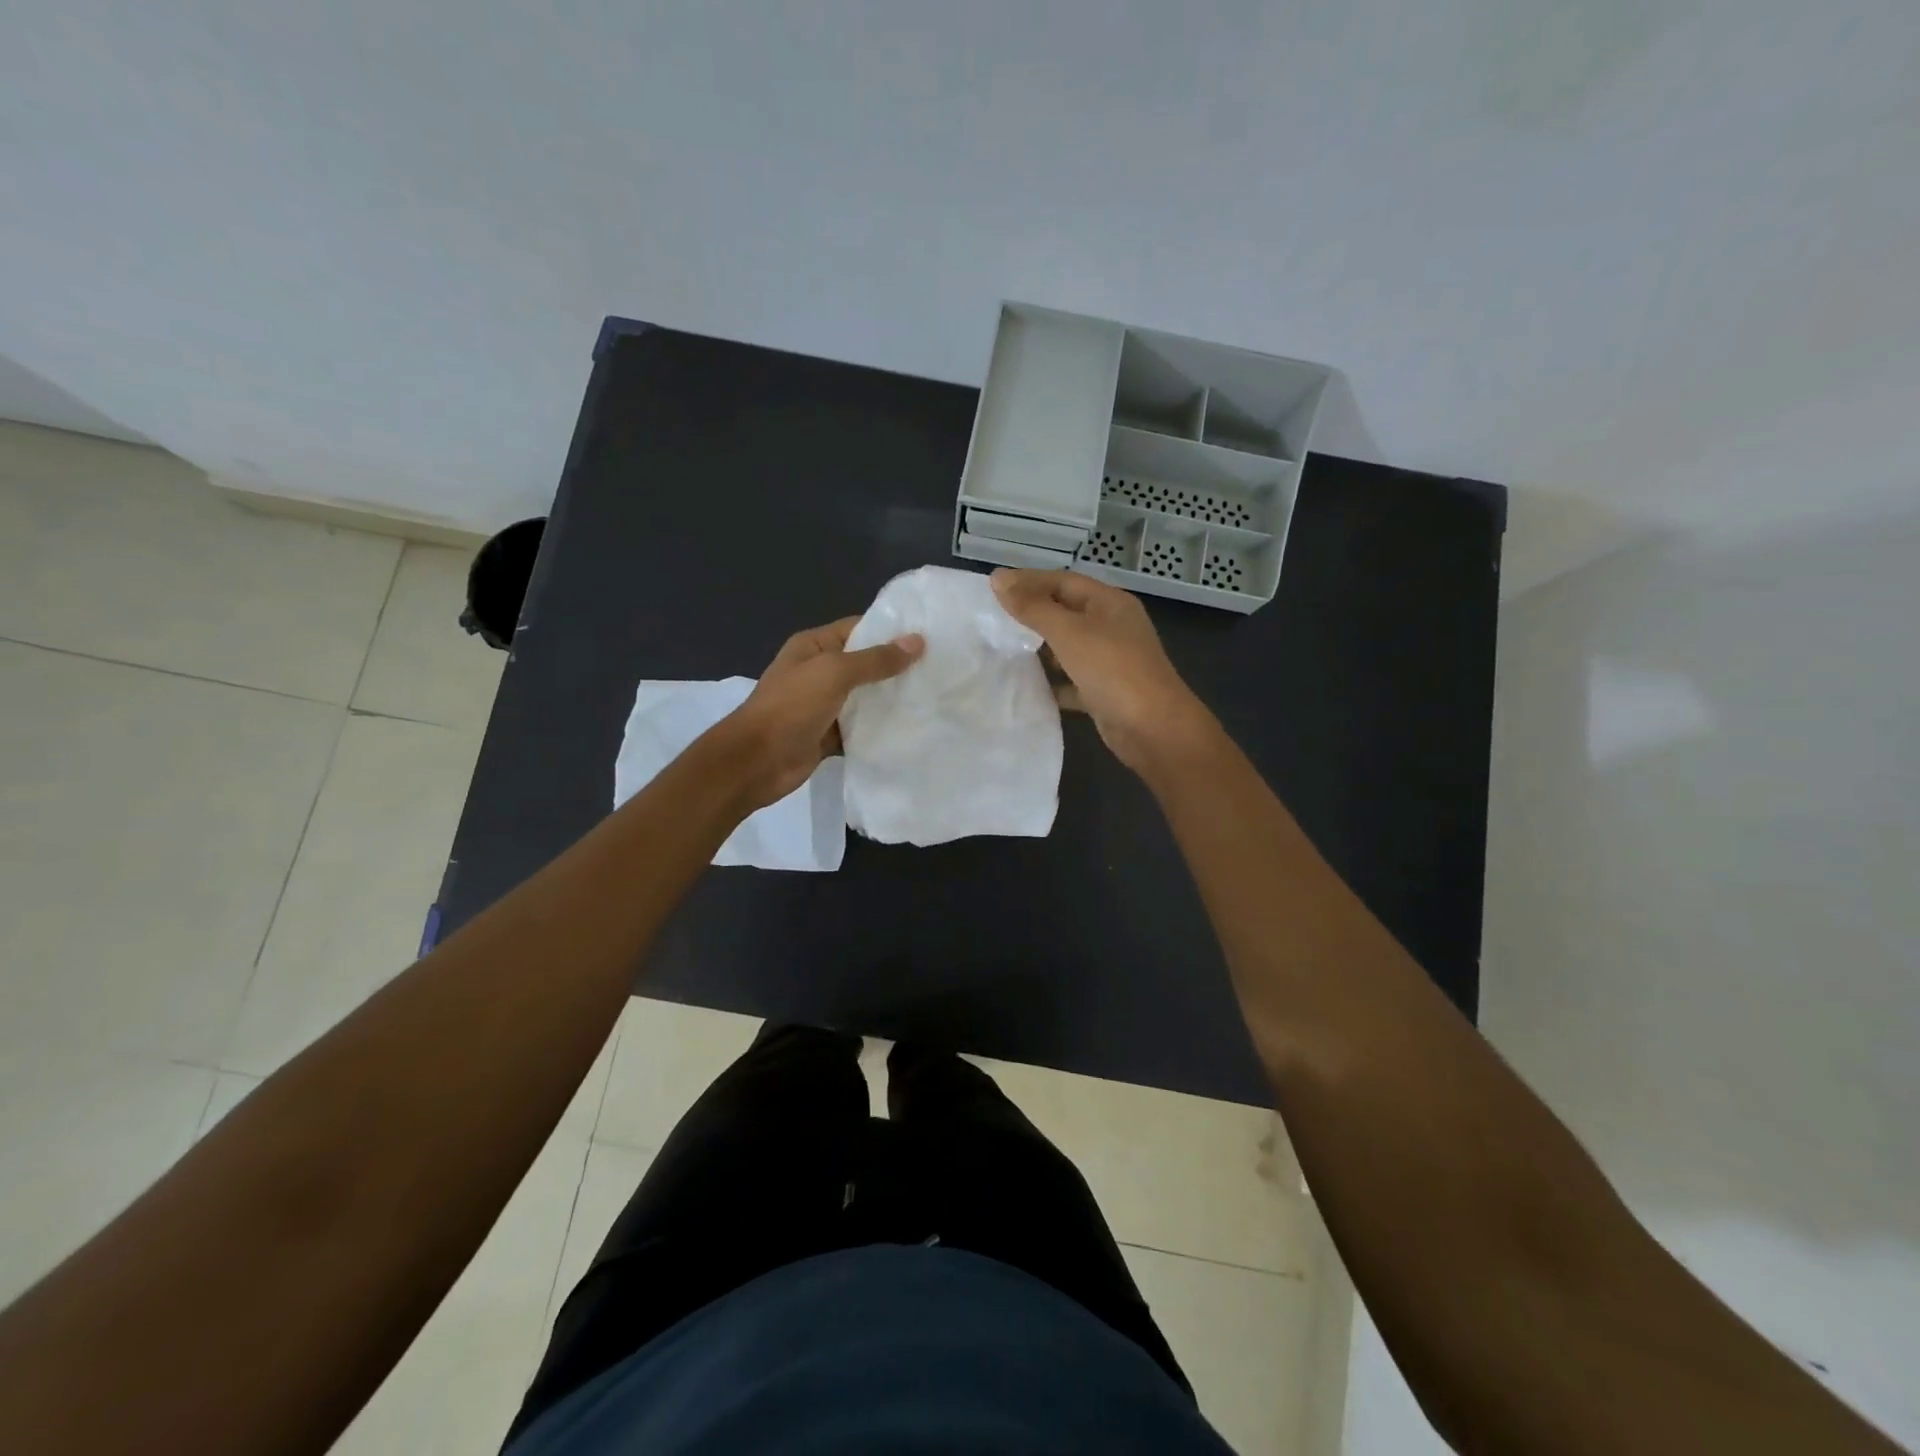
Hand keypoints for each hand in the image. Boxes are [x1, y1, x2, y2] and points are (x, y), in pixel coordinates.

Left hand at [719, 617, 923, 810]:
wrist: (756, 761)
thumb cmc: (791, 707)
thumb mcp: (834, 673)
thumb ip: (876, 659)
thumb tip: (917, 641)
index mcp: (814, 646)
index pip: (859, 628)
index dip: (892, 631)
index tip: (930, 638)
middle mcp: (819, 672)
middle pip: (865, 664)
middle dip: (897, 668)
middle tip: (940, 670)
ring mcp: (824, 705)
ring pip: (865, 698)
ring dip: (891, 700)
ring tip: (933, 698)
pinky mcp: (829, 735)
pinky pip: (860, 728)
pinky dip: (880, 730)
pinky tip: (911, 730)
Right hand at [991, 568, 1213, 773]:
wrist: (1153, 729)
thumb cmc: (1113, 670)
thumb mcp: (1069, 632)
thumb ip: (1033, 607)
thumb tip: (999, 579)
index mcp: (1109, 603)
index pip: (1063, 581)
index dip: (1028, 581)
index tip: (991, 588)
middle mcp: (1112, 626)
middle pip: (1065, 611)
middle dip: (1031, 614)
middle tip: (992, 619)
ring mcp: (1110, 660)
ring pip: (1068, 646)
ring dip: (1039, 648)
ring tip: (1002, 649)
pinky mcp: (1104, 691)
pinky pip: (1071, 680)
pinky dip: (1051, 681)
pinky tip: (1026, 686)